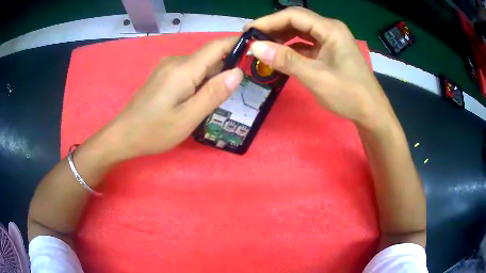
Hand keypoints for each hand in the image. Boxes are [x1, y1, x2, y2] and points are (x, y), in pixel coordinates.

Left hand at [103, 37, 242, 160]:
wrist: (124, 135)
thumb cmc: (155, 131)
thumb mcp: (188, 118)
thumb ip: (214, 94)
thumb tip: (237, 72)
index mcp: (183, 69)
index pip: (216, 46)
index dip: (237, 44)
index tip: (255, 51)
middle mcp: (176, 62)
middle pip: (209, 58)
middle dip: (225, 71)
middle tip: (236, 93)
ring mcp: (167, 68)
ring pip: (199, 67)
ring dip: (211, 80)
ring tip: (215, 103)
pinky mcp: (163, 75)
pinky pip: (188, 72)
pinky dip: (199, 83)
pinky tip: (196, 101)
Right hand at [246, 8, 394, 128]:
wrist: (371, 112)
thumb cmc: (349, 94)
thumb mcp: (315, 77)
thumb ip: (285, 60)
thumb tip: (255, 47)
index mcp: (330, 29)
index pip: (294, 15)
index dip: (269, 21)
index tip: (248, 32)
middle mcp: (330, 29)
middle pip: (297, 20)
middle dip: (273, 28)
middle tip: (252, 39)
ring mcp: (331, 40)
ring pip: (301, 31)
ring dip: (281, 37)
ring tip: (262, 46)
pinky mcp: (329, 51)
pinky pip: (306, 43)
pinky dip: (291, 47)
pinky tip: (280, 55)